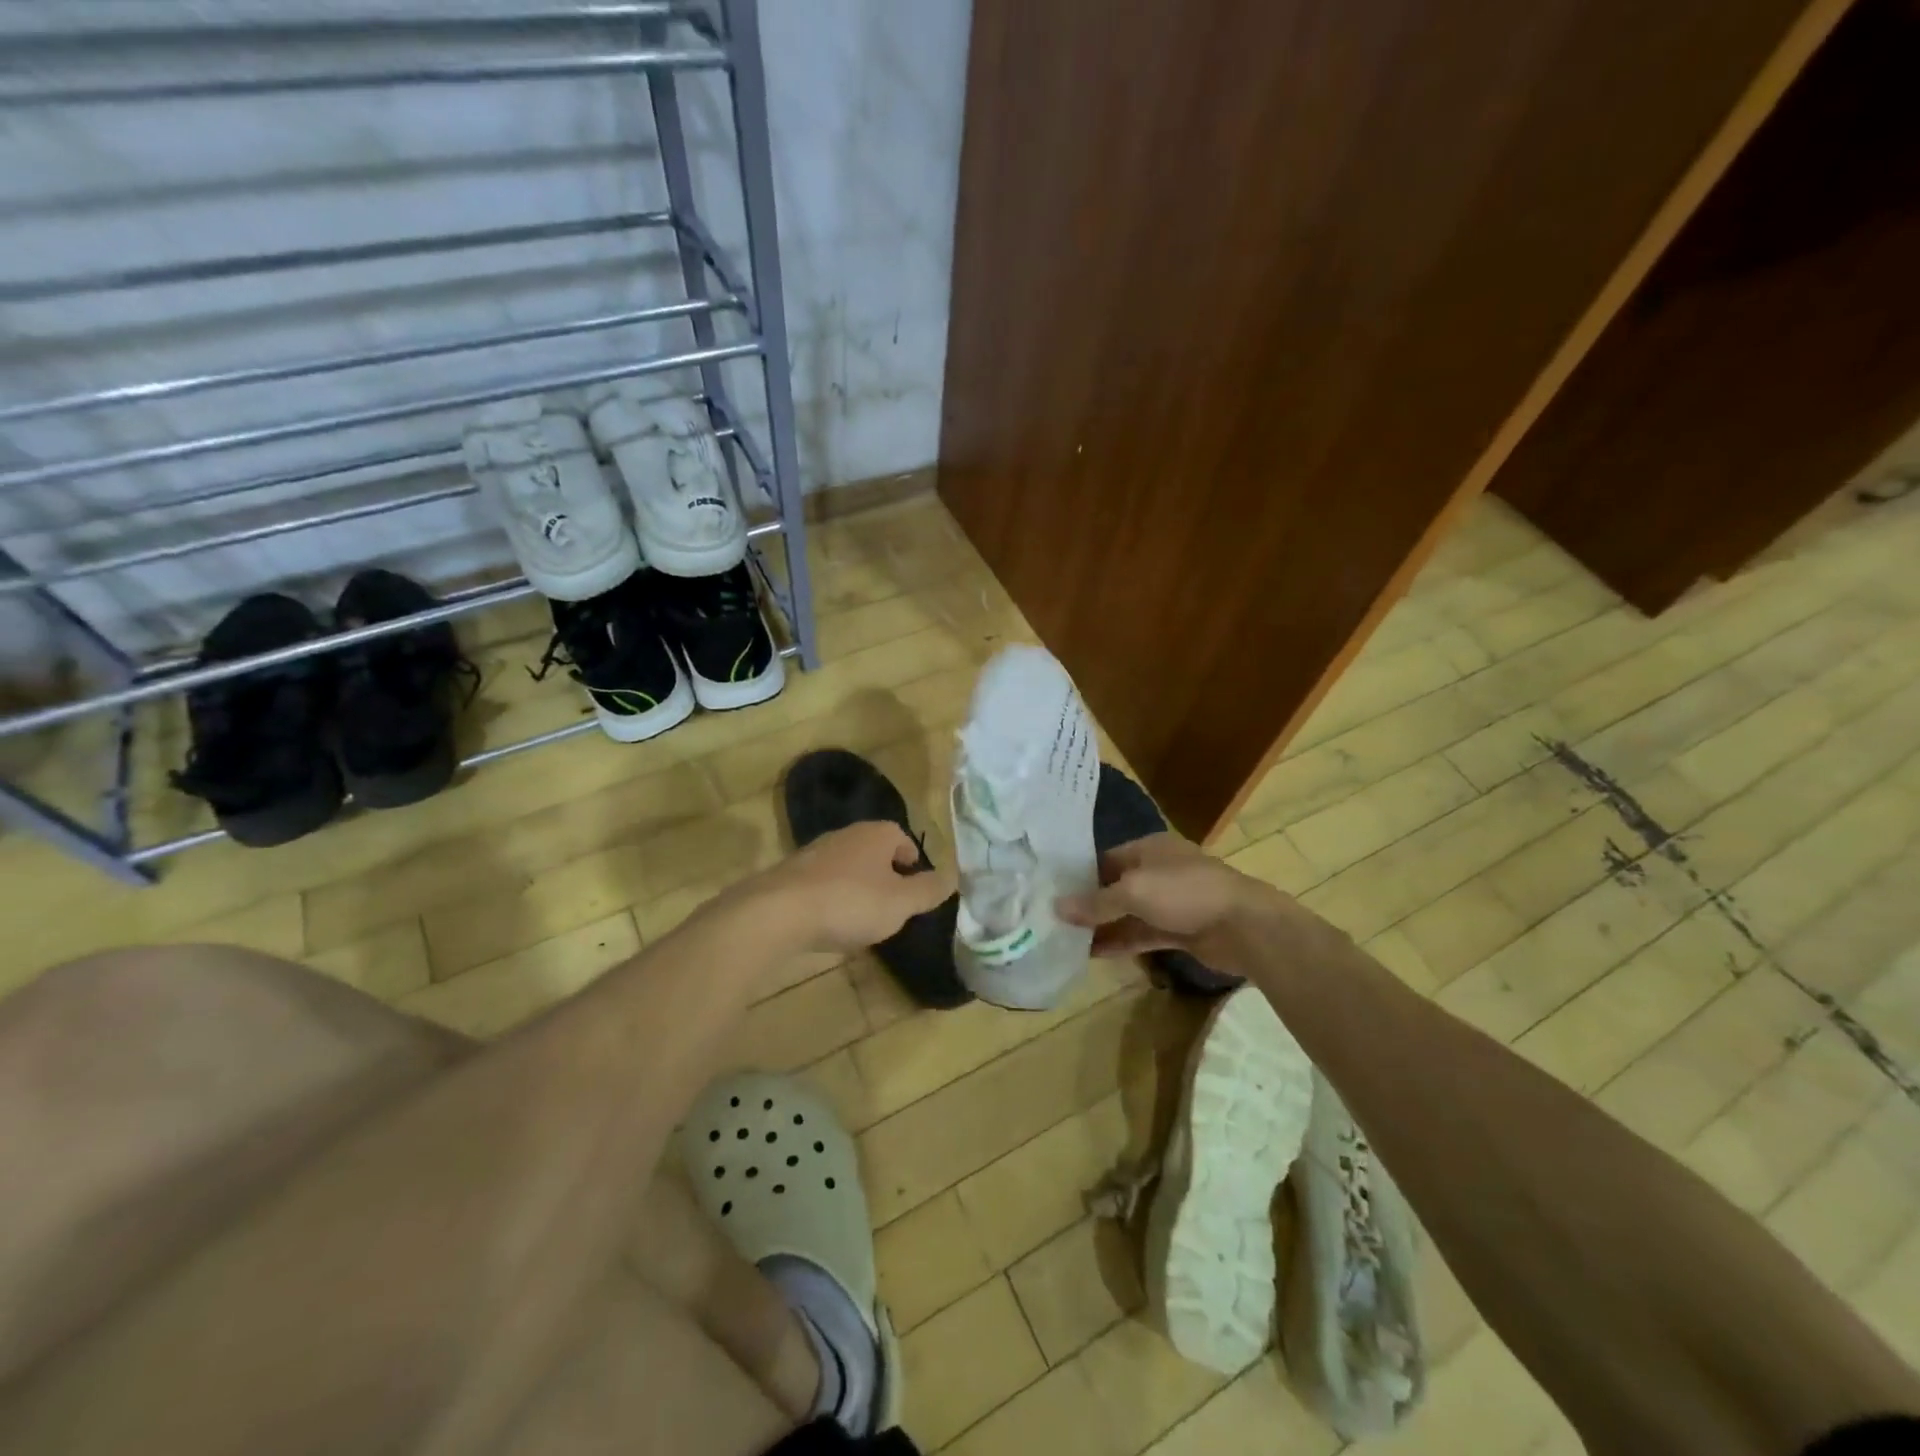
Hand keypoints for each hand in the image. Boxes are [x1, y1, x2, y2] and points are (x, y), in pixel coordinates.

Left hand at [753, 822, 956, 955]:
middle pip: (874, 850)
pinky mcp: (790, 875)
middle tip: (892, 905)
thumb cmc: (850, 903)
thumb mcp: (900, 903)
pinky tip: (830, 923)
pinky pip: (821, 883)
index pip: (902, 837)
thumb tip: (952, 876)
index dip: (912, 861)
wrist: (778, 913)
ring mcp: (814, 853)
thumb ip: (928, 890)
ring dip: (857, 887)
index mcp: (876, 834)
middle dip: (884, 874)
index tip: (915, 886)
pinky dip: (831, 898)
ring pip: (847, 866)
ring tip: (862, 918)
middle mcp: (845, 834)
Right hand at [1055, 832, 1283, 967]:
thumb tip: (1056, 907)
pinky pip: (1143, 934)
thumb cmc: (1186, 893)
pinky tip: (1094, 953)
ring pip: (1128, 913)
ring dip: (1102, 926)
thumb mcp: (1134, 892)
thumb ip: (1095, 902)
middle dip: (1089, 903)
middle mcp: (1158, 871)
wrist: (1245, 926)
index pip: (1106, 859)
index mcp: (1149, 849)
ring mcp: (1171, 902)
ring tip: (1066, 940)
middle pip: (1115, 886)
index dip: (1079, 875)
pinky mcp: (1180, 930)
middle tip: (1053, 920)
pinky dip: (1121, 942)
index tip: (1051, 891)